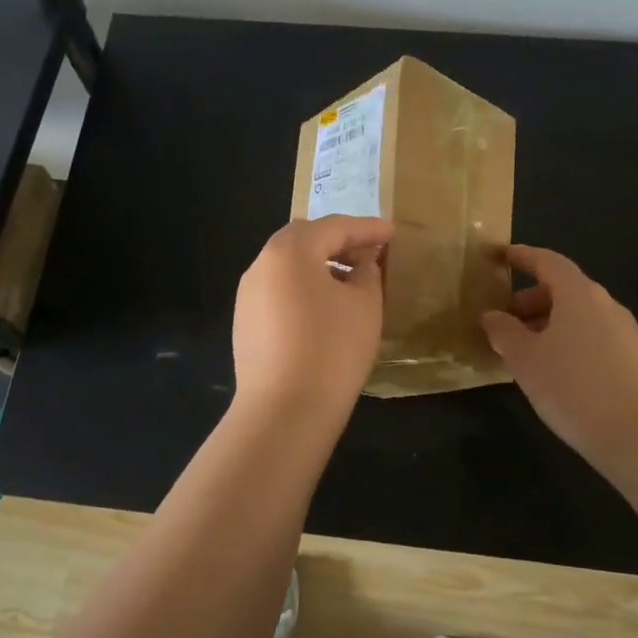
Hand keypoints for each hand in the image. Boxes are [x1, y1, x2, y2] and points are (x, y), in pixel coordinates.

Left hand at [232, 215, 394, 425]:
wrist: (284, 410)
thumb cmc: (332, 349)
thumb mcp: (364, 305)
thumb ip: (366, 273)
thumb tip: (361, 263)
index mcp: (290, 250)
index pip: (335, 227)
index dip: (367, 228)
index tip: (392, 232)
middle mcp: (262, 263)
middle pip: (304, 239)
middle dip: (338, 241)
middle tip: (369, 252)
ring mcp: (248, 294)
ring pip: (288, 265)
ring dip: (319, 264)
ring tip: (350, 281)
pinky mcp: (245, 321)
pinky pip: (278, 290)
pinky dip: (303, 287)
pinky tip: (324, 308)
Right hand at [481, 244, 637, 479]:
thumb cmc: (575, 388)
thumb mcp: (525, 360)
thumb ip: (504, 332)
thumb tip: (492, 316)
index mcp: (579, 294)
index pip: (547, 261)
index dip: (521, 256)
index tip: (498, 256)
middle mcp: (606, 305)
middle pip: (563, 289)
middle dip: (530, 300)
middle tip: (503, 322)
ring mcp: (626, 333)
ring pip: (578, 316)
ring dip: (548, 324)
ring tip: (524, 352)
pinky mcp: (636, 361)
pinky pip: (593, 338)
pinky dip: (568, 342)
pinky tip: (555, 373)